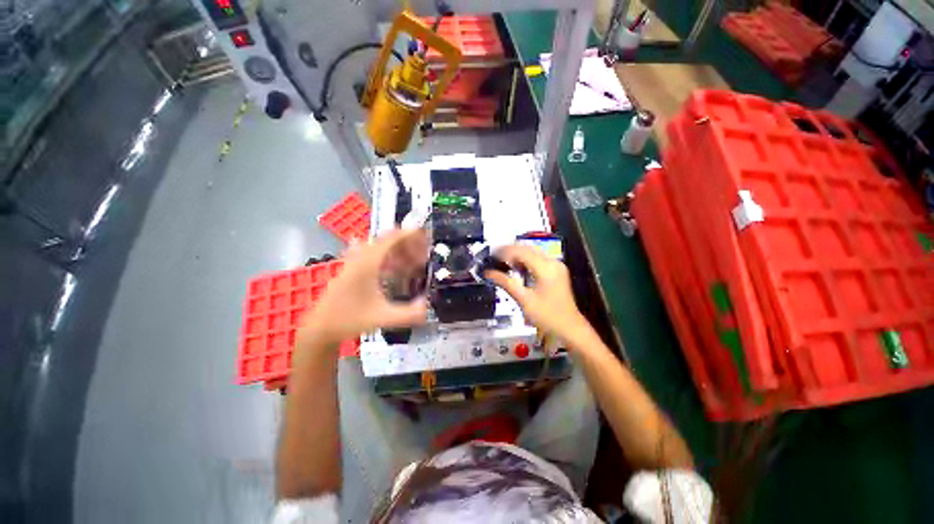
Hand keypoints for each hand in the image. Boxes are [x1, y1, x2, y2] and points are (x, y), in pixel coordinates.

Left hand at [297, 228, 428, 346]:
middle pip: (388, 241)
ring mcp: (356, 264)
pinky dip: (391, 259)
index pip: (391, 239)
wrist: (319, 328)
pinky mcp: (354, 271)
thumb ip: (407, 314)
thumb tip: (427, 307)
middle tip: (425, 253)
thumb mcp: (381, 318)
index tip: (425, 235)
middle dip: (409, 244)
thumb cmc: (348, 320)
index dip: (409, 234)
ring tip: (416, 261)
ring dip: (400, 252)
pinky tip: (399, 270)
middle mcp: (361, 258)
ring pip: (382, 249)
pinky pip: (376, 257)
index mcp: (367, 263)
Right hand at [484, 245, 589, 343]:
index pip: (521, 251)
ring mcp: (557, 266)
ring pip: (533, 251)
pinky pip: (539, 258)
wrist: (570, 328)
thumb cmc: (548, 316)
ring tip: (503, 260)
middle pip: (528, 248)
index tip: (492, 255)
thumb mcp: (524, 300)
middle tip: (495, 256)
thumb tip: (489, 273)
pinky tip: (517, 266)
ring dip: (518, 254)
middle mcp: (553, 263)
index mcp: (546, 268)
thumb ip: (506, 283)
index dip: (505, 251)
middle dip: (510, 250)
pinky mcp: (557, 271)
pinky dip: (526, 259)